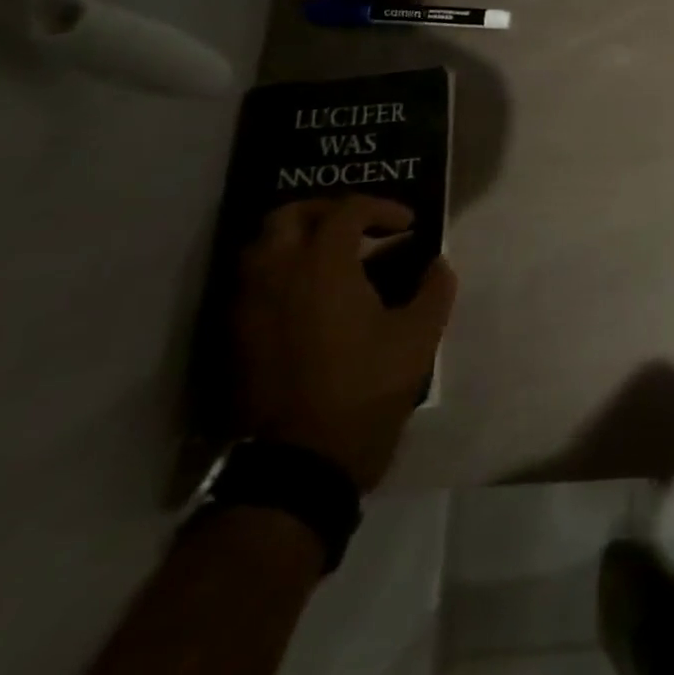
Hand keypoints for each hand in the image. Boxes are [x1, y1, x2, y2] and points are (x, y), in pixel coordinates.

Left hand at [233, 196, 456, 490]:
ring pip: (262, 247)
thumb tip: (437, 264)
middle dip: (328, 211)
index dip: (382, 208)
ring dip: (298, 239)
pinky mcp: (236, 338)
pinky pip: (253, 282)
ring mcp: (249, 306)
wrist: (298, 466)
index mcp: (322, 266)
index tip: (408, 225)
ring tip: (334, 258)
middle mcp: (277, 274)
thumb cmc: (364, 391)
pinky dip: (281, 271)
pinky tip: (311, 295)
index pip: (348, 210)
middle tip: (360, 227)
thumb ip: (434, 290)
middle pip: (289, 215)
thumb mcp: (418, 338)